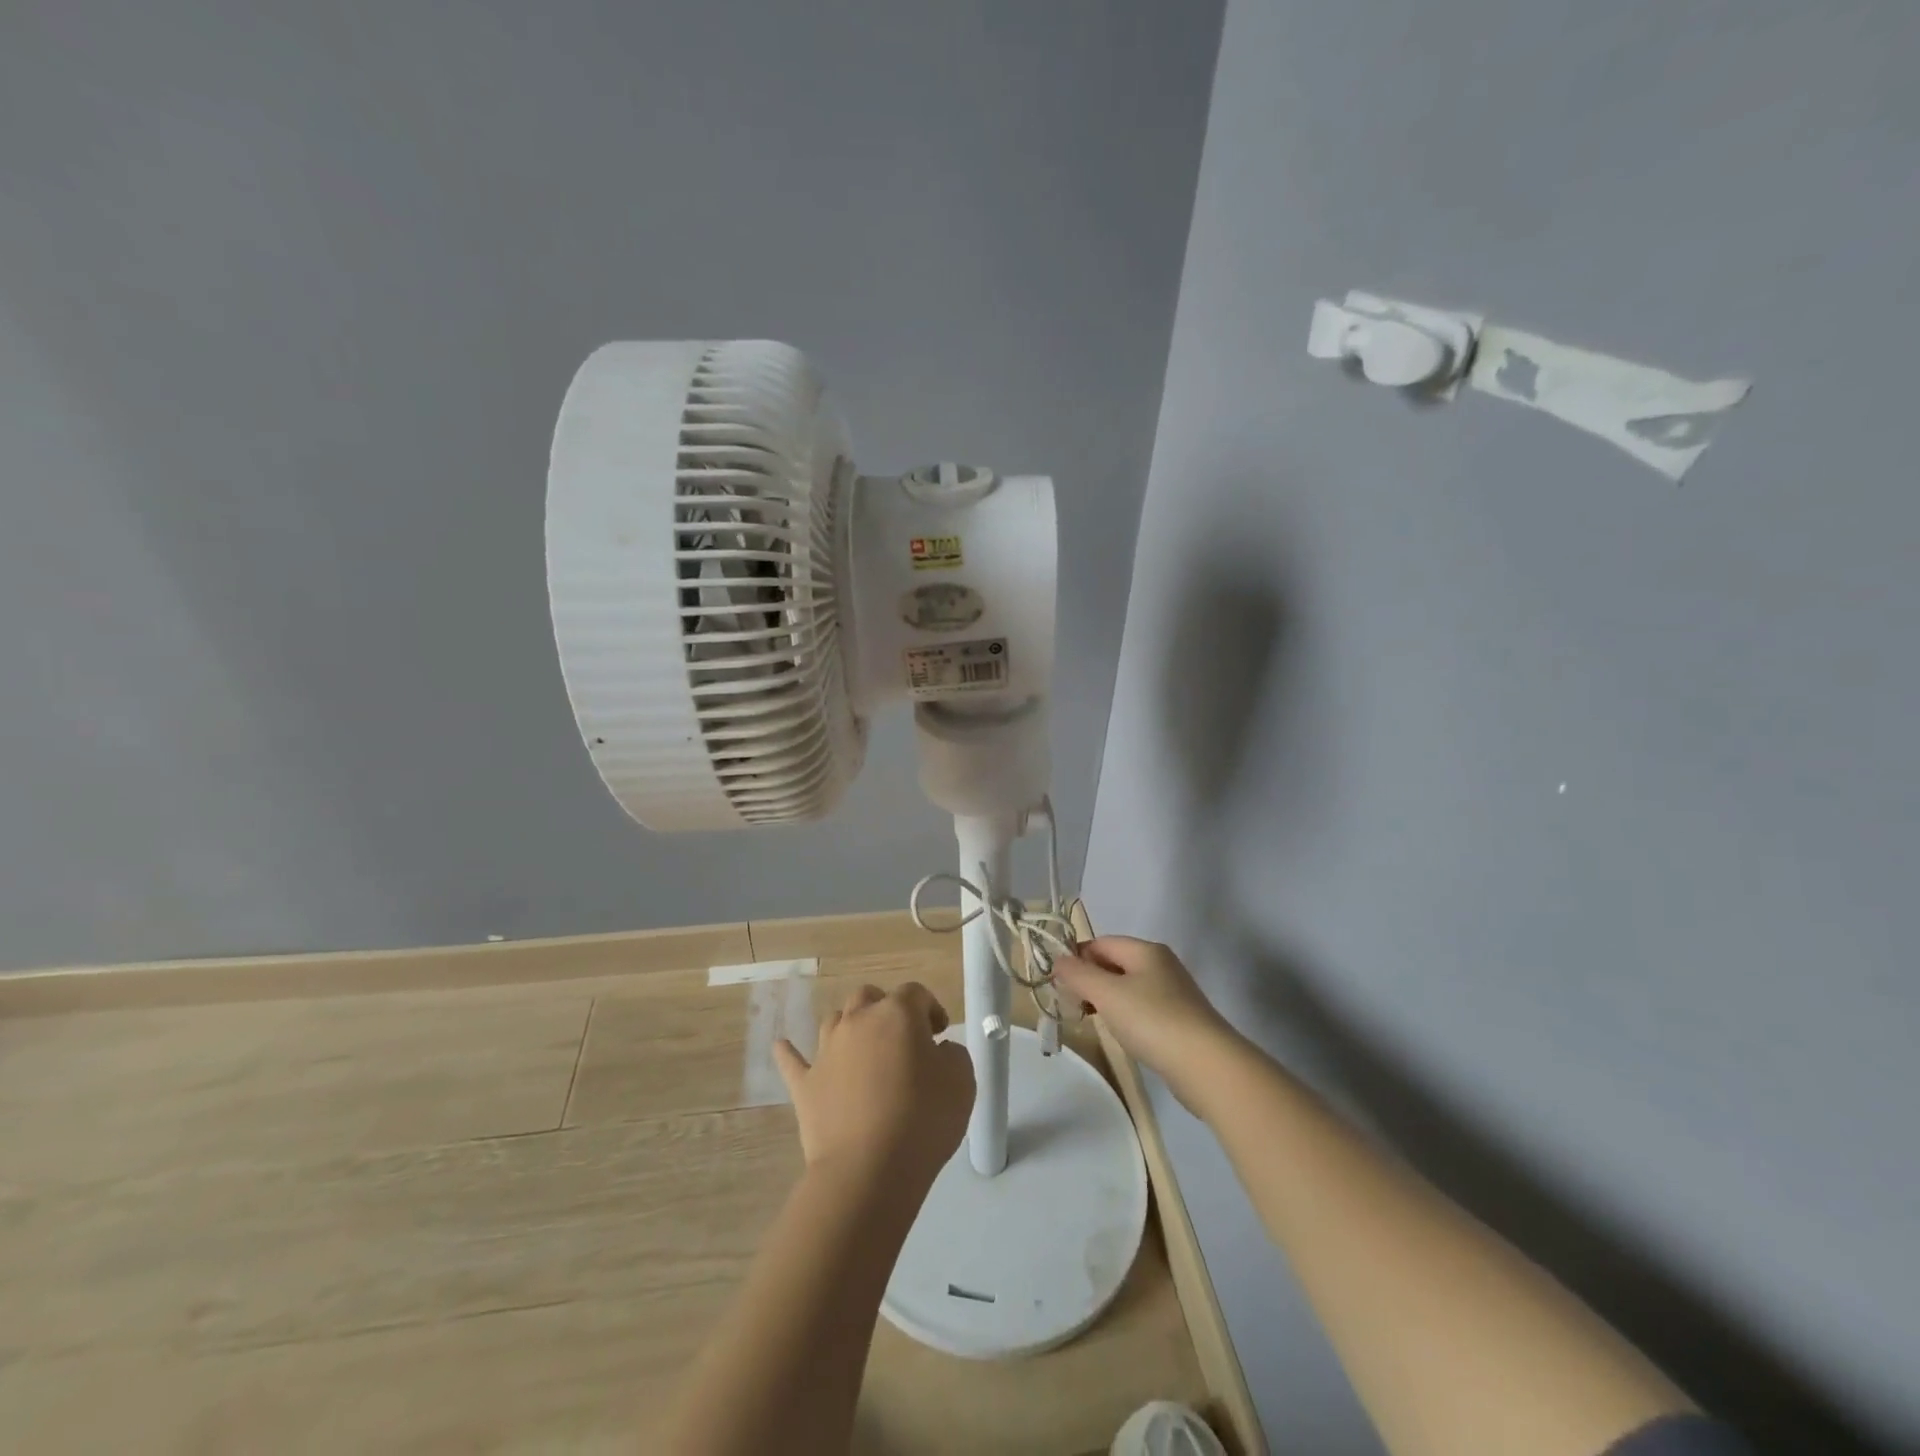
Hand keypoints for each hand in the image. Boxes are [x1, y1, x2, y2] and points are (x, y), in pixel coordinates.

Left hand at [774, 982, 973, 1188]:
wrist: (868, 1171)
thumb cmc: (923, 1119)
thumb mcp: (962, 1081)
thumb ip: (953, 1054)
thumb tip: (938, 1051)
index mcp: (898, 1013)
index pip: (915, 993)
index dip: (930, 1008)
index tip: (940, 1034)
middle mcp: (858, 1021)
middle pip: (869, 996)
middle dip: (885, 1008)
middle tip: (901, 1038)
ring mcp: (826, 1051)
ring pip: (834, 1020)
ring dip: (850, 1027)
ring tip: (863, 1049)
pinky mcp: (805, 1085)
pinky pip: (793, 1060)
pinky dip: (789, 1052)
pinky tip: (781, 1046)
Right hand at [1053, 937, 1240, 1110]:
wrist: (1207, 1065)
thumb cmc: (1152, 1021)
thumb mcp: (1107, 993)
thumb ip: (1078, 974)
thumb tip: (1057, 959)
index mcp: (1146, 950)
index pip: (1101, 943)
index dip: (1076, 958)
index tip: (1058, 983)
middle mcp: (1162, 965)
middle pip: (1114, 963)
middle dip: (1090, 980)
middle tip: (1071, 1004)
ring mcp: (1174, 993)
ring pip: (1128, 988)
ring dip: (1106, 1000)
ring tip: (1092, 1020)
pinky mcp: (1180, 1020)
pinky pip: (1142, 1009)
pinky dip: (1126, 1017)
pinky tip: (1122, 1035)